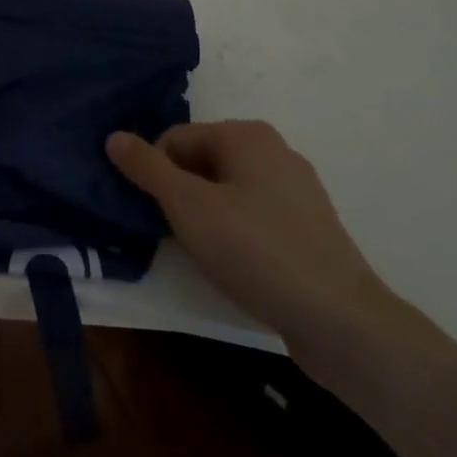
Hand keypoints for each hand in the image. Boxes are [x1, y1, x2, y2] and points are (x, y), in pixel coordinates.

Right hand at [106, 122, 396, 354]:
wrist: (342, 322)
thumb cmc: (257, 252)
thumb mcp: (189, 207)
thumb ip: (148, 169)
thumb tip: (114, 136)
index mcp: (246, 135)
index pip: (175, 139)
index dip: (156, 174)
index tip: (153, 215)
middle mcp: (274, 150)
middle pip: (201, 162)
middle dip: (180, 194)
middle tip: (175, 235)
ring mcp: (297, 189)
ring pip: (227, 190)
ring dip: (205, 216)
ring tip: (204, 253)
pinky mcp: (309, 227)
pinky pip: (254, 215)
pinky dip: (235, 232)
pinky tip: (237, 265)